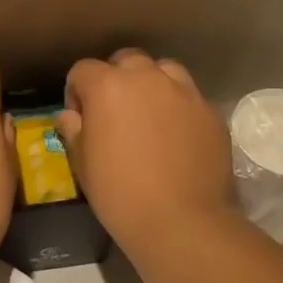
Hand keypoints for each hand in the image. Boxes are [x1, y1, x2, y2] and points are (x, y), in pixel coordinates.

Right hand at [59, 49, 236, 255]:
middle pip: (127, 60)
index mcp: (107, 86)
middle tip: (115, 112)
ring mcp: (184, 92)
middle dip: (116, 79)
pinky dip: (179, 108)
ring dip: (152, 84)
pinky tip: (177, 137)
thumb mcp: (83, 164)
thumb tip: (71, 116)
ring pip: (164, 71)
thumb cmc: (120, 193)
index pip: (83, 70)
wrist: (182, 222)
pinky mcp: (210, 112)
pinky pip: (189, 98)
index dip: (76, 92)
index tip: (80, 118)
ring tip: (150, 115)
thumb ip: (74, 131)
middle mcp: (147, 78)